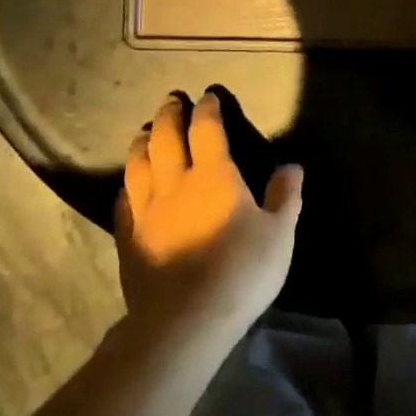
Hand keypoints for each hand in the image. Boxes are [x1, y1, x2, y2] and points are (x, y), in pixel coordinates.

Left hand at [115, 90, 303, 339]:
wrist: (186, 320)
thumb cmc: (241, 271)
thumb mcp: (279, 233)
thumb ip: (285, 197)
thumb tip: (292, 166)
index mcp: (214, 177)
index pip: (207, 131)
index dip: (207, 111)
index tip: (208, 96)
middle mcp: (175, 185)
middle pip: (166, 140)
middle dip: (168, 117)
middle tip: (170, 102)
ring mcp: (147, 212)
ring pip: (139, 166)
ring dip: (141, 144)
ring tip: (143, 132)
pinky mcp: (129, 240)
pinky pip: (124, 204)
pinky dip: (126, 187)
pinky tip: (127, 185)